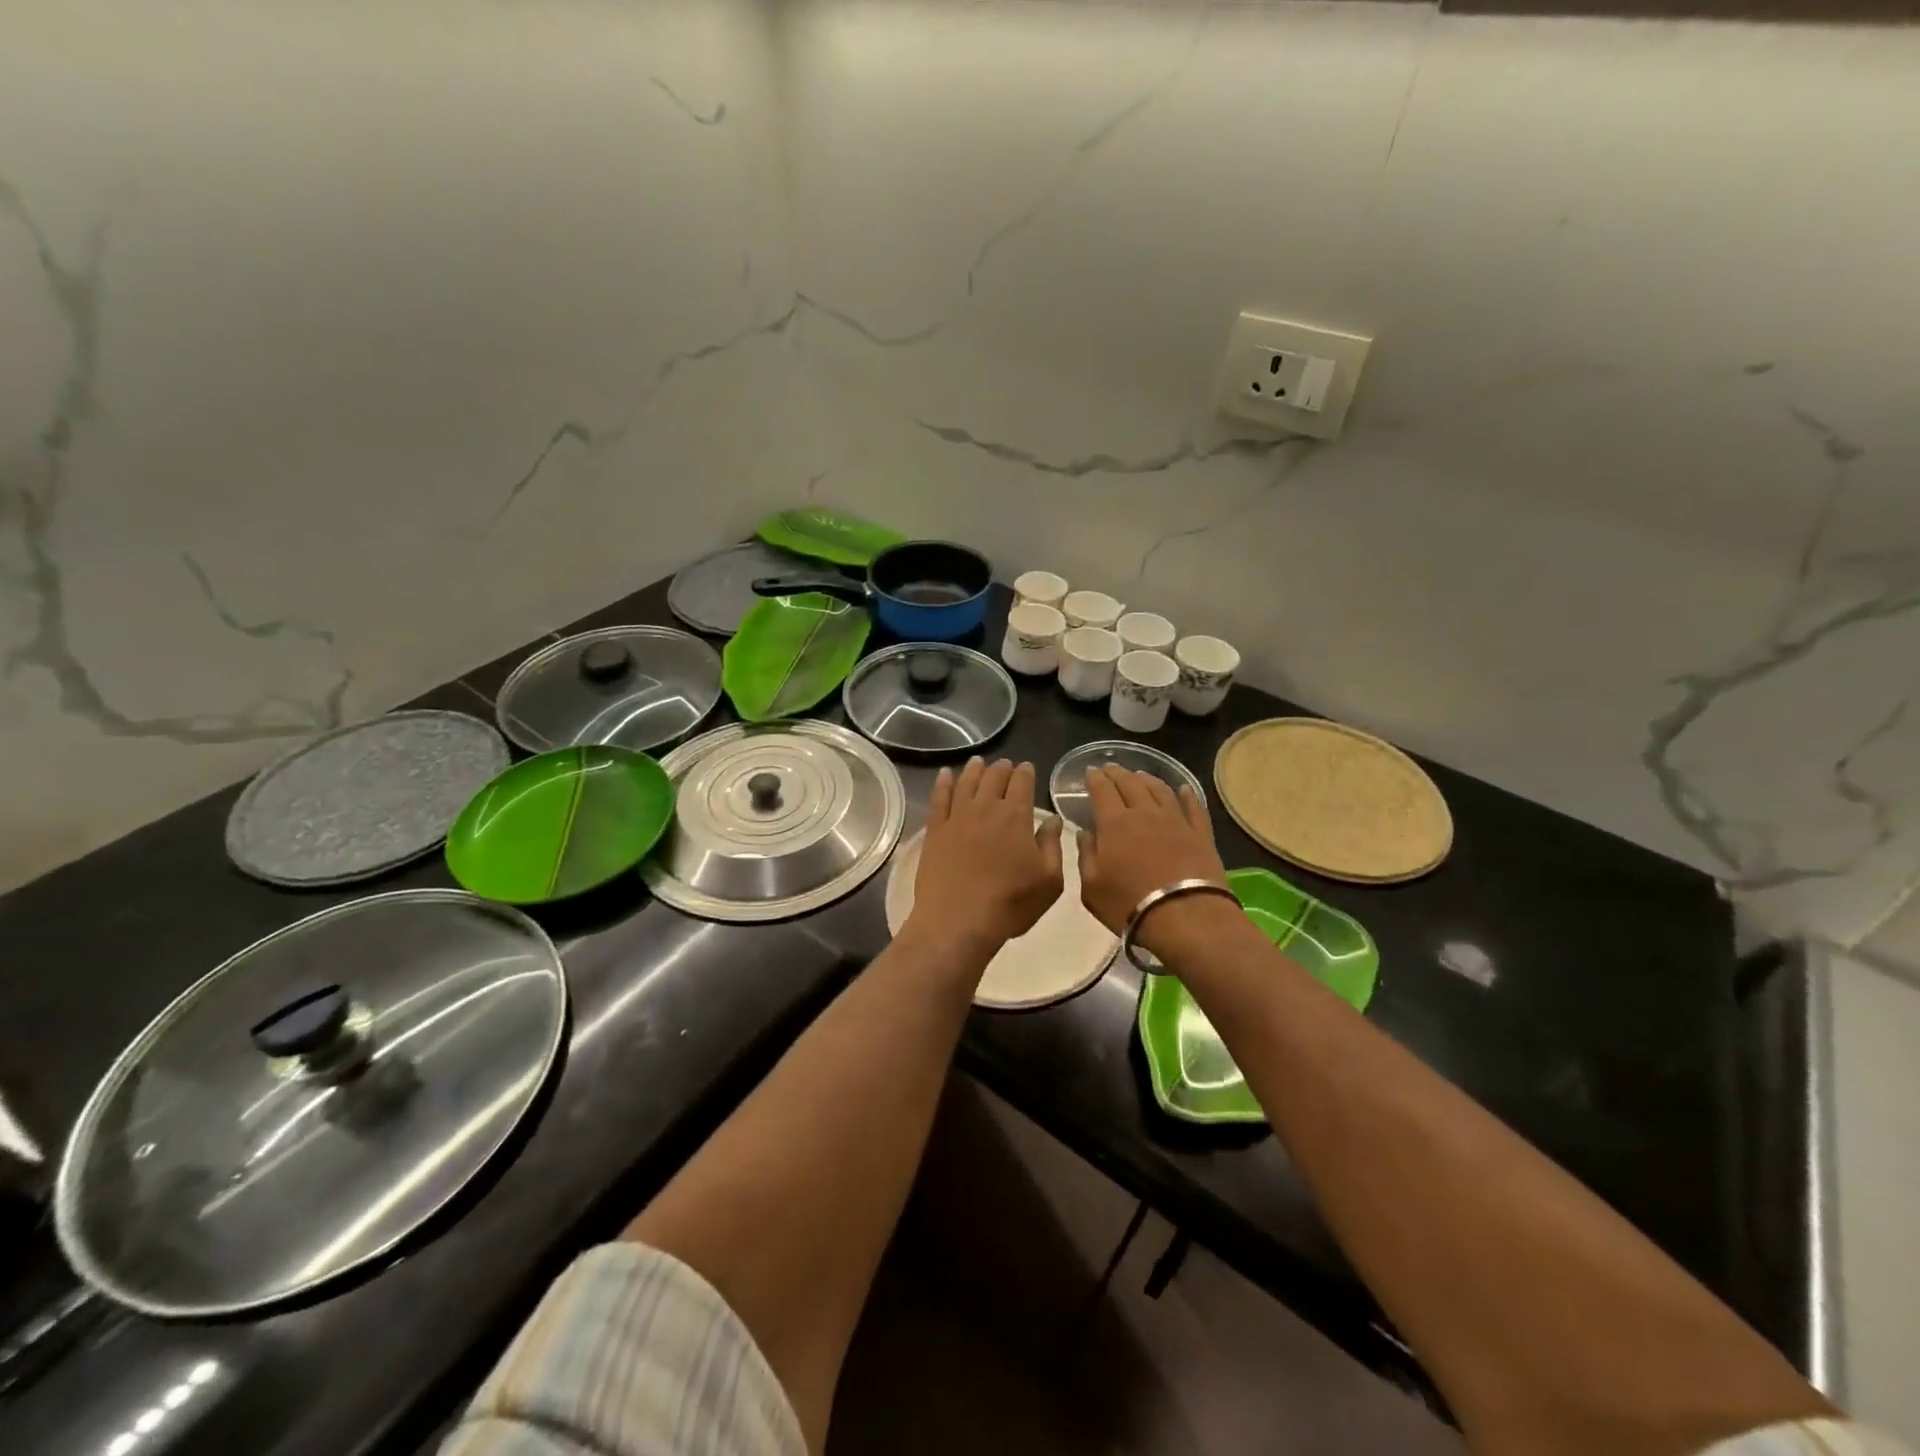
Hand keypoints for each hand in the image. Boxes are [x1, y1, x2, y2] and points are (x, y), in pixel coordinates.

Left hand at [909, 758, 1064, 954]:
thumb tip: (1052, 819)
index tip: (1027, 768)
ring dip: (975, 769)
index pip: (1022, 782)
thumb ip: (1052, 845)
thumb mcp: (1048, 880)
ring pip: (967, 782)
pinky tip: (944, 774)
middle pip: (994, 777)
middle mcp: (986, 807)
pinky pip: (939, 798)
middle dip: (1003, 768)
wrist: (958, 921)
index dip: (1026, 772)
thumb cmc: (1010, 903)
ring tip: (979, 761)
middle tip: (1006, 765)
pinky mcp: (935, 830)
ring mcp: (957, 817)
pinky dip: (943, 783)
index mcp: (1015, 816)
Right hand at [1079, 767, 1230, 951]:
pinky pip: (1193, 807)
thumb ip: (1086, 855)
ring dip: (1147, 779)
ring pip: (1160, 790)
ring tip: (1140, 775)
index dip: (1094, 778)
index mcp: (1114, 823)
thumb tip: (1085, 833)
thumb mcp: (1092, 887)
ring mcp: (1176, 821)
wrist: (1185, 917)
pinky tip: (1184, 789)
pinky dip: (1187, 795)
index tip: (1089, 772)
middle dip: (1117, 773)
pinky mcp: (1200, 834)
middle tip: (1110, 768)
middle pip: (1130, 784)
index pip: (1102, 790)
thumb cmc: (1129, 904)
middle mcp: (1145, 813)